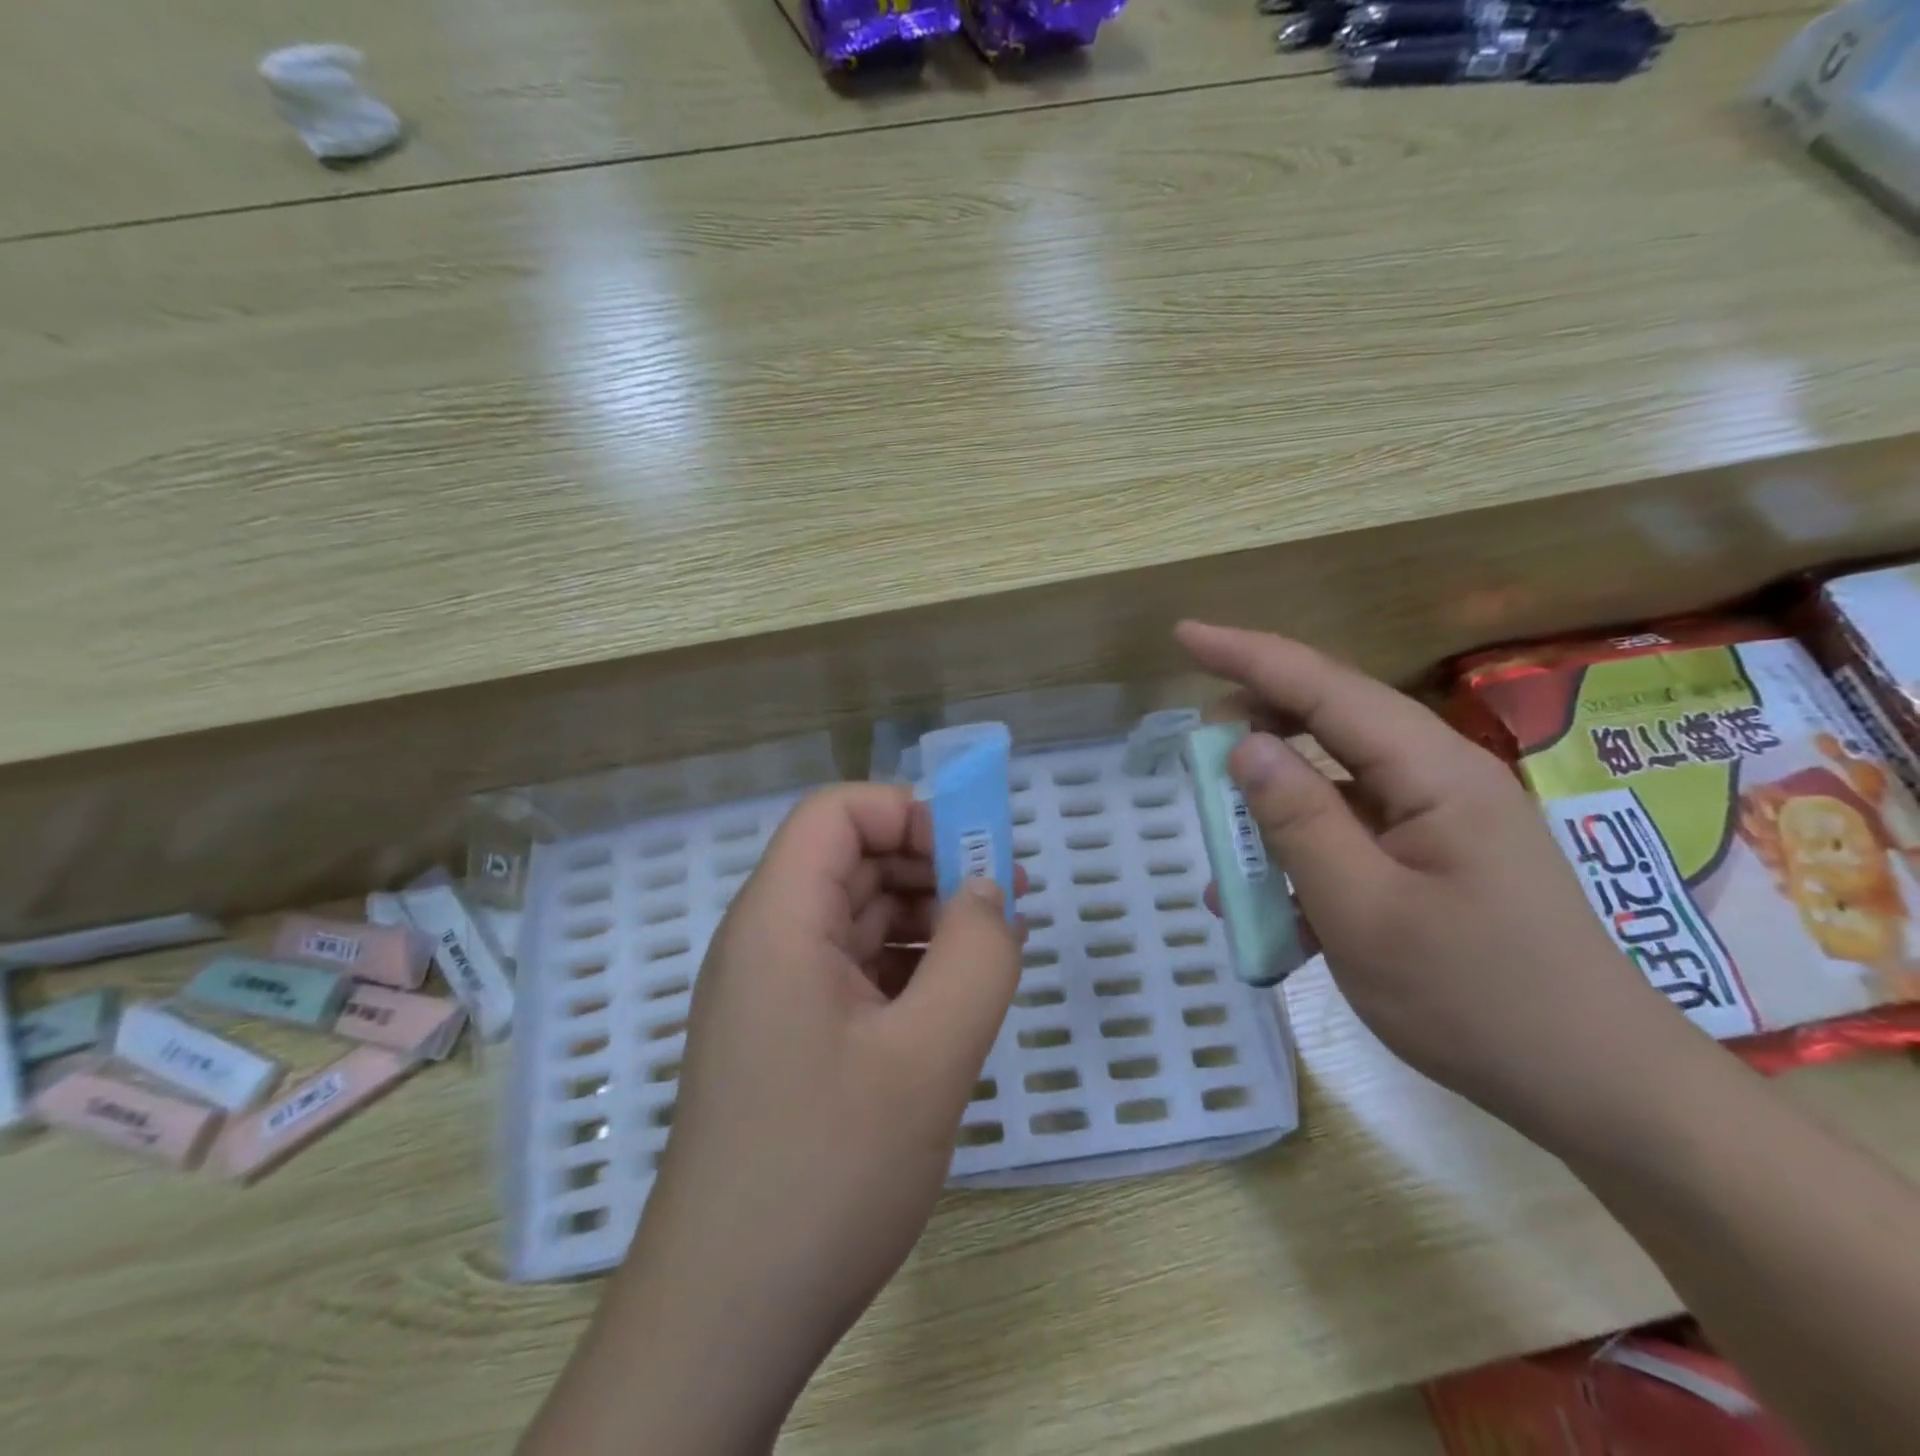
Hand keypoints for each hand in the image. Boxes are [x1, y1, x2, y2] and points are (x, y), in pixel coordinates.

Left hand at [520, 784, 1023, 1455]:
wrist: (727, 1317)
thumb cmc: (825, 1172)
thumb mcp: (928, 1058)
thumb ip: (977, 958)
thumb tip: (992, 892)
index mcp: (778, 922)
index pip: (836, 813)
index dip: (908, 813)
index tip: (976, 855)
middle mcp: (766, 942)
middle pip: (851, 860)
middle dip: (931, 865)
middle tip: (1008, 901)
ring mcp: (775, 992)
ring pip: (857, 916)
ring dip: (926, 918)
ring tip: (996, 951)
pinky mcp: (790, 1036)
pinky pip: (855, 970)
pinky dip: (908, 967)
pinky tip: (955, 1000)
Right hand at [1175, 622, 1699, 1135]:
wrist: (1596, 1090)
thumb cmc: (1477, 1001)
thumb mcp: (1363, 912)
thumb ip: (1298, 820)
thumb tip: (1242, 744)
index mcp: (1433, 773)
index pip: (1324, 688)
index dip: (1248, 657)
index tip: (1184, 635)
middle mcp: (1439, 778)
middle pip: (1330, 721)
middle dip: (1256, 725)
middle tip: (1195, 754)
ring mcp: (1439, 819)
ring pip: (1334, 781)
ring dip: (1273, 804)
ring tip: (1224, 839)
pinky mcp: (1434, 858)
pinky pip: (1350, 832)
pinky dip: (1301, 852)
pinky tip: (1266, 902)